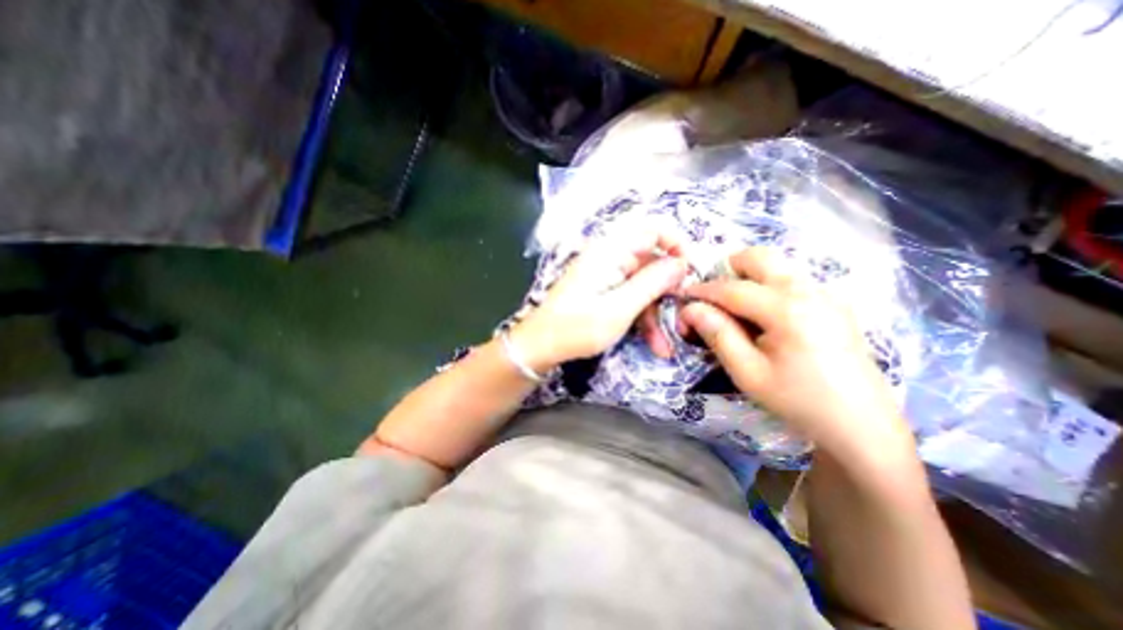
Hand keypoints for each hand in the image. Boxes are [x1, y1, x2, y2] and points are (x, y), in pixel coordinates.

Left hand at [513, 229, 688, 372]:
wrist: (541, 346)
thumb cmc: (577, 328)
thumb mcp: (620, 308)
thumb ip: (652, 283)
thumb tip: (682, 263)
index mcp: (611, 250)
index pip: (653, 228)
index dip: (677, 245)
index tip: (692, 273)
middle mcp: (611, 256)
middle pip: (653, 263)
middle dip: (669, 293)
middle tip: (683, 318)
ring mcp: (608, 275)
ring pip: (645, 286)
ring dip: (657, 314)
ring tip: (665, 346)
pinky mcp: (605, 291)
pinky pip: (632, 297)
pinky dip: (643, 318)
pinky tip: (653, 344)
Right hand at [678, 249, 916, 462]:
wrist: (862, 426)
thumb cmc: (798, 401)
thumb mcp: (747, 372)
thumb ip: (717, 334)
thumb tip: (691, 308)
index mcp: (787, 309)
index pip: (732, 288)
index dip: (703, 290)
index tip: (683, 296)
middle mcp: (809, 290)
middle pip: (759, 257)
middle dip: (728, 270)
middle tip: (713, 298)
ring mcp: (827, 294)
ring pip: (776, 266)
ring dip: (748, 279)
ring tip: (736, 311)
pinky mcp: (834, 303)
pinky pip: (792, 280)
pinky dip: (768, 288)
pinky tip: (765, 319)